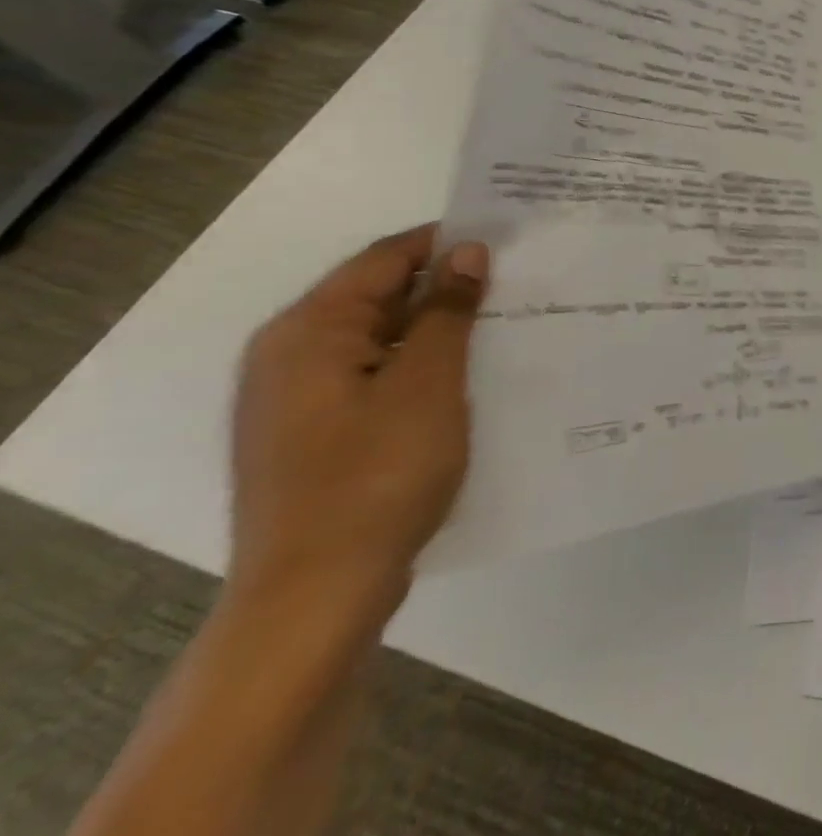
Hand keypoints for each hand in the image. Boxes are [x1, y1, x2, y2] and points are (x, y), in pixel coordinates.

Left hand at [228, 226, 487, 628]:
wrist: (314, 598)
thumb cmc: (376, 477)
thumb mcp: (427, 382)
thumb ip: (446, 310)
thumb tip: (467, 252)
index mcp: (308, 332)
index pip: (385, 258)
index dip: (447, 241)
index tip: (509, 238)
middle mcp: (291, 356)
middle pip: (378, 295)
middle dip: (446, 284)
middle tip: (517, 280)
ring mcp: (298, 400)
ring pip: (381, 338)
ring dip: (437, 327)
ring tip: (504, 323)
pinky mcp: (315, 436)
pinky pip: (375, 375)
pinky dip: (419, 364)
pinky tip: (467, 375)